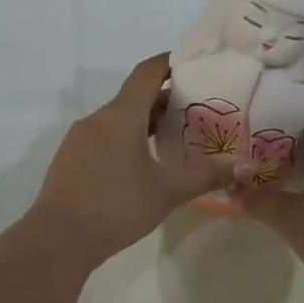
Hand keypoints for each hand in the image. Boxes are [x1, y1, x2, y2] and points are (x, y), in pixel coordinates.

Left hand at [30, 55, 233, 264]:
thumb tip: (244, 165)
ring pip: (118, 121)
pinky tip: (142, 165)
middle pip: (134, 98)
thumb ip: (206, 174)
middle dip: (165, 100)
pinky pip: (104, 140)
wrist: (58, 239)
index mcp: (121, 115)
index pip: (147, 72)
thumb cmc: (116, 206)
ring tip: (175, 139)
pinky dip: (126, 141)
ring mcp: (79, 140)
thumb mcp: (167, 191)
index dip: (170, 63)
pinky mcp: (70, 161)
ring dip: (145, 124)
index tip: (194, 64)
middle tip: (198, 110)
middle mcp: (97, 119)